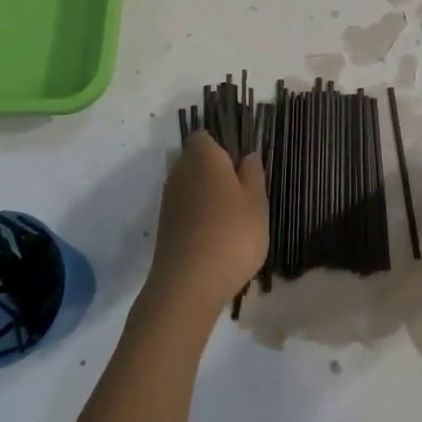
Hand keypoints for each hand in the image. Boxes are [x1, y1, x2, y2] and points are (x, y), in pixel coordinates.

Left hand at [146, 130, 267, 321]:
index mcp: (203, 156)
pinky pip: (185, 208)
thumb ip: (253, 173)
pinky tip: (216, 236)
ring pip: (191, 185)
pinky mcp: (165, 226)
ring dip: (207, 195)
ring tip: (233, 218)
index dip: (223, 145)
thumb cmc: (231, 235)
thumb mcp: (257, 202)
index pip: (206, 135)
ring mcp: (169, 199)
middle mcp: (180, 171)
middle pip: (197, 160)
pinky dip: (198, 216)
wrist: (187, 286)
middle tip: (243, 193)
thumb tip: (247, 155)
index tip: (242, 164)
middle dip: (216, 171)